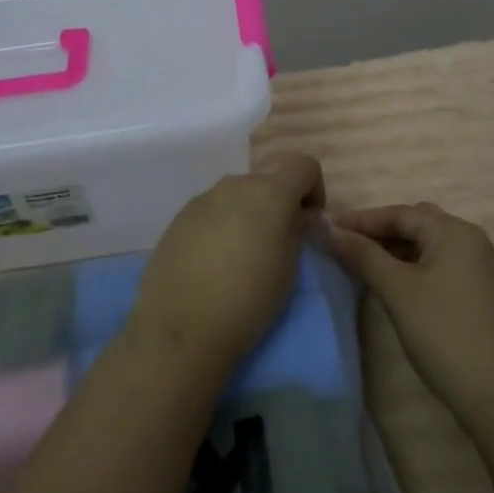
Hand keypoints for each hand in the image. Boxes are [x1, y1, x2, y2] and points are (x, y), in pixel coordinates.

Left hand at [130, 153, 324, 371]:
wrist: (180, 328)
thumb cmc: (247, 301)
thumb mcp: (289, 269)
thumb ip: (297, 230)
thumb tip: (297, 215)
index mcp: (269, 193)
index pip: (303, 164)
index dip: (314, 188)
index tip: (308, 221)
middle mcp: (235, 185)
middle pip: (268, 180)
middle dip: (279, 203)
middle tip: (277, 243)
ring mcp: (203, 198)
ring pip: (238, 194)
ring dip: (249, 213)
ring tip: (243, 254)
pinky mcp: (180, 216)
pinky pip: (213, 210)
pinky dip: (223, 224)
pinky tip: (214, 260)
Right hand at [328, 202, 493, 427]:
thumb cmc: (443, 331)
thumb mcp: (397, 289)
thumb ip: (363, 255)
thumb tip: (331, 231)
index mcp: (454, 231)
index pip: (401, 213)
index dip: (362, 219)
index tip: (329, 230)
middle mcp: (471, 241)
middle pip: (417, 224)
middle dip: (380, 231)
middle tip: (346, 245)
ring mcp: (479, 268)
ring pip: (428, 246)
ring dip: (396, 250)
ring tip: (363, 264)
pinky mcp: (479, 293)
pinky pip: (439, 265)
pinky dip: (413, 266)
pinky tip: (392, 283)